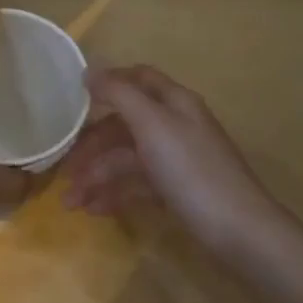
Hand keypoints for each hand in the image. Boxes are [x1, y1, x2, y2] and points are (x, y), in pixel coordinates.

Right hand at [60, 65, 283, 247]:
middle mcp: (176, 126)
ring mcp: (177, 161)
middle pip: (126, 124)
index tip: (74, 96)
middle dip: (92, 144)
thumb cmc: (192, 170)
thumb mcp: (153, 124)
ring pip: (128, 159)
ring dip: (97, 176)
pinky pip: (138, 185)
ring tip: (71, 203)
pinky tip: (94, 211)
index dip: (108, 81)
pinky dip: (115, 194)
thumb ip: (120, 94)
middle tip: (64, 168)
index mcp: (174, 102)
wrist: (239, 232)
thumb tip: (90, 70)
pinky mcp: (177, 192)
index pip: (139, 78)